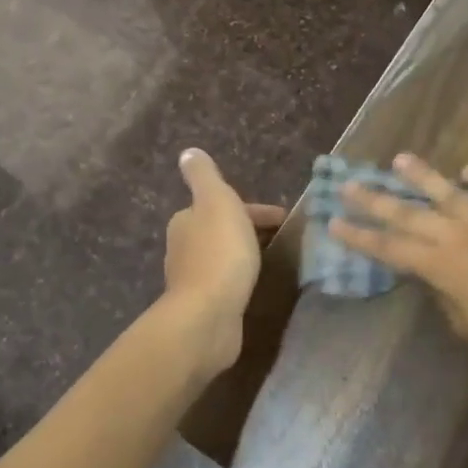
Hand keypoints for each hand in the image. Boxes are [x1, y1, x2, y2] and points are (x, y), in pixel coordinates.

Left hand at [163, 148, 286, 374]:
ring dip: (244, 254)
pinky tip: (255, 285)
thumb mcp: (216, 201)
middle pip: (221, 230)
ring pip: (223, 256)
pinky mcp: (205, 305)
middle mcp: (183, 246)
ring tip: (273, 260)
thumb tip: (188, 152)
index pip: (223, 205)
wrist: (208, 314)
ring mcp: (193, 278)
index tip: (284, 219)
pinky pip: (226, 282)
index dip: (254, 209)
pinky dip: (241, 277)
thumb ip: (204, 176)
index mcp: (186, 219)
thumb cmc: (219, 253)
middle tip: (283, 238)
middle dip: (249, 230)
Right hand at [331, 154, 467, 385]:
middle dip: (376, 199)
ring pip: (453, 192)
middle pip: (411, 213)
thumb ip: (447, 298)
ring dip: (424, 176)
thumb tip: (436, 278)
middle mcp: (465, 236)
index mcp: (445, 268)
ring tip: (400, 159)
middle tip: (350, 183)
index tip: (333, 222)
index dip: (360, 236)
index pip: (391, 248)